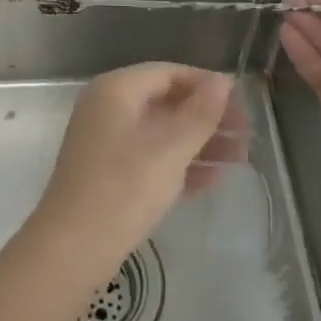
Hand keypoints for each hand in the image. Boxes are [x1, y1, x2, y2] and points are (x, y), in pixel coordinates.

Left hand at [31, 63, 247, 279]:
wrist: (73, 247)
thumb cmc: (124, 188)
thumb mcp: (170, 149)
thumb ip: (200, 113)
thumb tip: (223, 80)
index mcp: (116, 90)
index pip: (169, 73)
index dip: (206, 85)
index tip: (242, 106)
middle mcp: (108, 107)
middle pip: (166, 101)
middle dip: (207, 118)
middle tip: (247, 137)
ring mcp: (106, 140)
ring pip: (160, 132)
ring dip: (199, 143)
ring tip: (240, 160)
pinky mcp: (108, 171)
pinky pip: (150, 156)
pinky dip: (179, 164)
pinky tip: (212, 180)